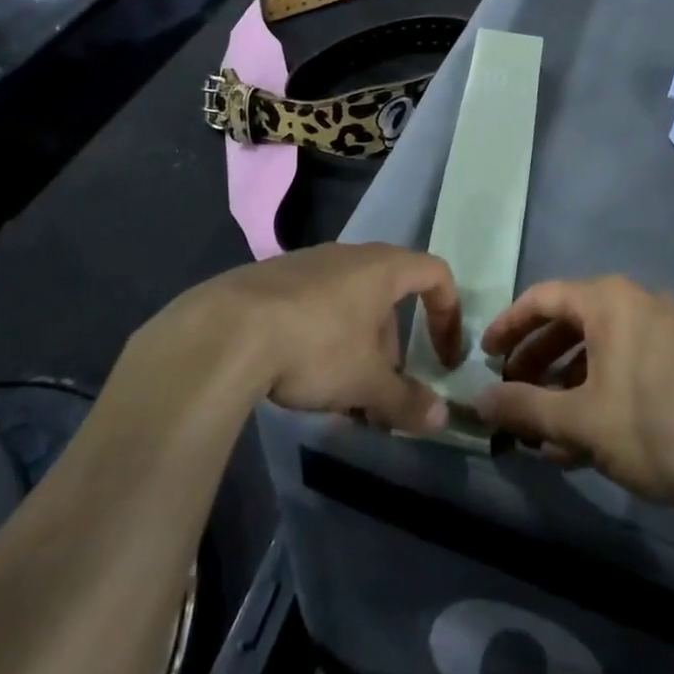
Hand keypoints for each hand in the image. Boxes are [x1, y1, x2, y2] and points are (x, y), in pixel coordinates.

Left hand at [204, 243, 464, 433]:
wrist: (225, 331)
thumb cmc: (315, 346)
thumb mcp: (366, 382)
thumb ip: (406, 400)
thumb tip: (441, 418)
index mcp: (382, 268)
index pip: (434, 274)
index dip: (448, 314)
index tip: (444, 357)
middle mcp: (348, 256)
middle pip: (388, 296)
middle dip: (391, 347)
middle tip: (380, 391)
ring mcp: (307, 263)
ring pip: (348, 304)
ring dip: (356, 348)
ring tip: (338, 396)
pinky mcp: (271, 279)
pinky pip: (313, 306)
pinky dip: (321, 338)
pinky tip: (298, 378)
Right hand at [475, 275, 673, 506]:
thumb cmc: (653, 427)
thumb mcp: (579, 421)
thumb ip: (524, 406)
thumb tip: (477, 401)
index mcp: (609, 300)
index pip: (543, 297)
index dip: (508, 325)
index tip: (484, 354)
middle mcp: (637, 301)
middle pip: (570, 322)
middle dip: (535, 359)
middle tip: (510, 391)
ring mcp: (666, 329)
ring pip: (599, 347)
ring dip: (564, 381)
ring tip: (541, 425)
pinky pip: (626, 363)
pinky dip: (598, 389)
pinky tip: (582, 436)